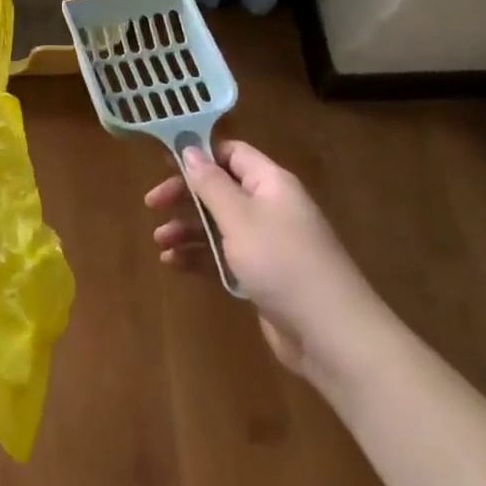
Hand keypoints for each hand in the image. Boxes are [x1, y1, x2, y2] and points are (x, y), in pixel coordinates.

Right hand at [146, 139, 389, 382]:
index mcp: (270, 183)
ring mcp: (268, 243)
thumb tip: (190, 149)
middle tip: (153, 204)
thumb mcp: (239, 217)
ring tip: (160, 241)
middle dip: (185, 195)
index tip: (164, 163)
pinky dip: (200, 255)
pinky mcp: (263, 275)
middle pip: (220, 188)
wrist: (332, 336)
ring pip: (218, 224)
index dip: (198, 154)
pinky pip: (224, 255)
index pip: (231, 153)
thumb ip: (210, 182)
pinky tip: (174, 263)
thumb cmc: (282, 262)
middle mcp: (270, 206)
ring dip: (187, 229)